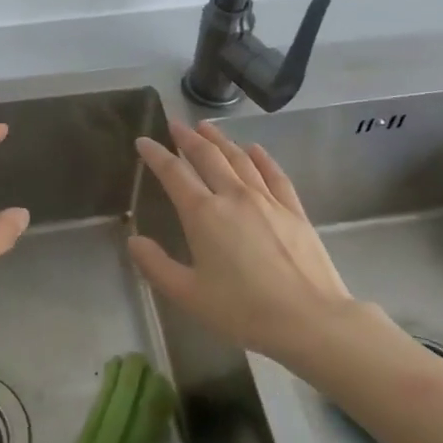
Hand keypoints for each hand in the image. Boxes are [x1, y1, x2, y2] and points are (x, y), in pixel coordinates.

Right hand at [128, 119, 355, 365]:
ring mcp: (267, 199)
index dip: (156, 154)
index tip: (144, 140)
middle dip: (188, 137)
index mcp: (203, 214)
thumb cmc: (243, 310)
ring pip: (239, 158)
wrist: (309, 318)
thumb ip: (156, 266)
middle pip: (207, 156)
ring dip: (220, 139)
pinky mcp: (293, 209)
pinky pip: (273, 173)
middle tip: (175, 124)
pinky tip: (254, 149)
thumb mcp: (189, 295)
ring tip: (207, 127)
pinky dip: (261, 157)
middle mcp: (233, 196)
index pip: (173, 173)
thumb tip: (134, 240)